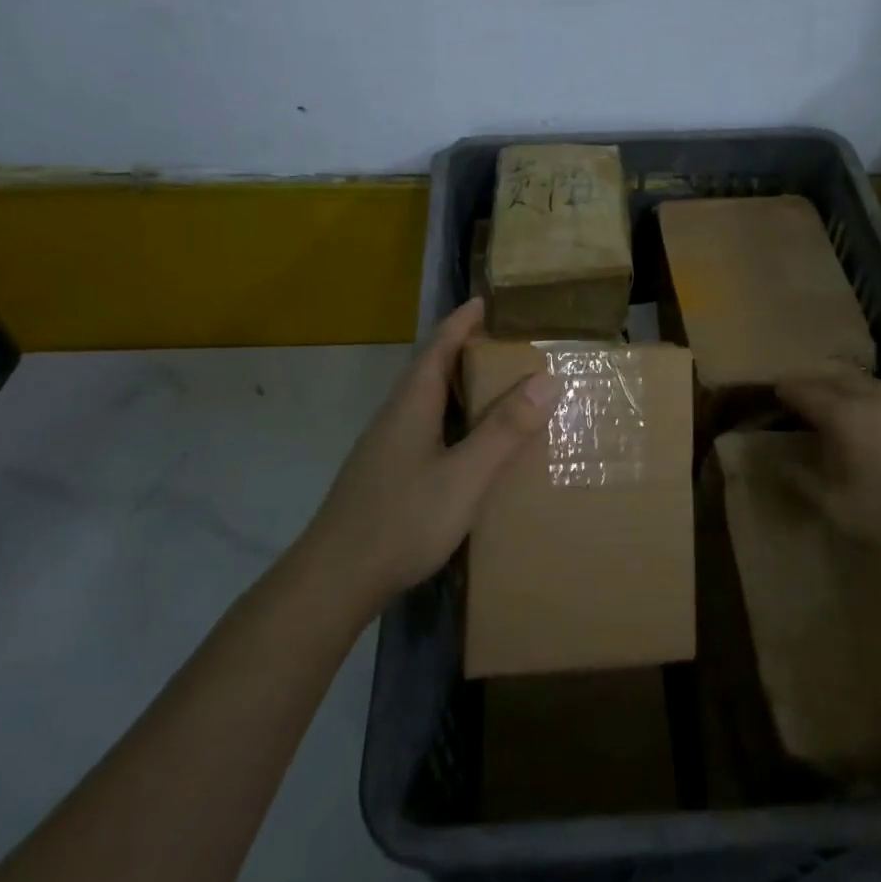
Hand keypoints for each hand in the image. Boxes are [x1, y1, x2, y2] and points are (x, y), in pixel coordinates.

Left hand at [300, 298, 560, 608]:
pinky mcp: (384, 475)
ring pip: (425, 402)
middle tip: (503, 345)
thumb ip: (504, 430)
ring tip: (492, 389)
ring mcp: (385, 448)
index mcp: (411, 405)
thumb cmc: (402, 520)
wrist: (334, 580)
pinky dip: (450, 420)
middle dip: (462, 351)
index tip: (483, 301)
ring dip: (456, 387)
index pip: (437, 347)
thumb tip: (546, 379)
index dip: (460, 322)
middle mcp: (395, 417)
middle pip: (429, 370)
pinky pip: (423, 429)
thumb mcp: (465, 476)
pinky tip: (465, 445)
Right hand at [775, 371, 880, 556]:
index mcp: (844, 415)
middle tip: (799, 391)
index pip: (804, 391)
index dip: (785, 389)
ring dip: (845, 386)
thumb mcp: (840, 510)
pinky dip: (873, 399)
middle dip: (813, 380)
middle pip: (835, 376)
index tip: (772, 391)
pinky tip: (880, 420)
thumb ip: (803, 483)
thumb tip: (775, 462)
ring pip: (867, 382)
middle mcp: (873, 398)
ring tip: (836, 401)